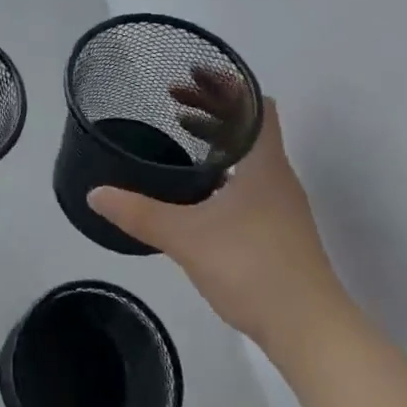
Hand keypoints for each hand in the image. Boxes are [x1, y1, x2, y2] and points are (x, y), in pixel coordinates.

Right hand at [88, 99, 350, 354]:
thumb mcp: (186, 237)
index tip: (191, 74)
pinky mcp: (279, 231)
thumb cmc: (252, 268)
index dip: (226, 84)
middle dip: (213, 107)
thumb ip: (139, 213)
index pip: (255, 105)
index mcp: (263, 165)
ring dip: (219, 138)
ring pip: (250, 154)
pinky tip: (197, 190)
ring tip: (181, 135)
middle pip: (250, 126)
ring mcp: (282, 206)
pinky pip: (249, 180)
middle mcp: (277, 177)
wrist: (311, 332)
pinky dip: (224, 169)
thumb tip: (95, 194)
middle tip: (173, 100)